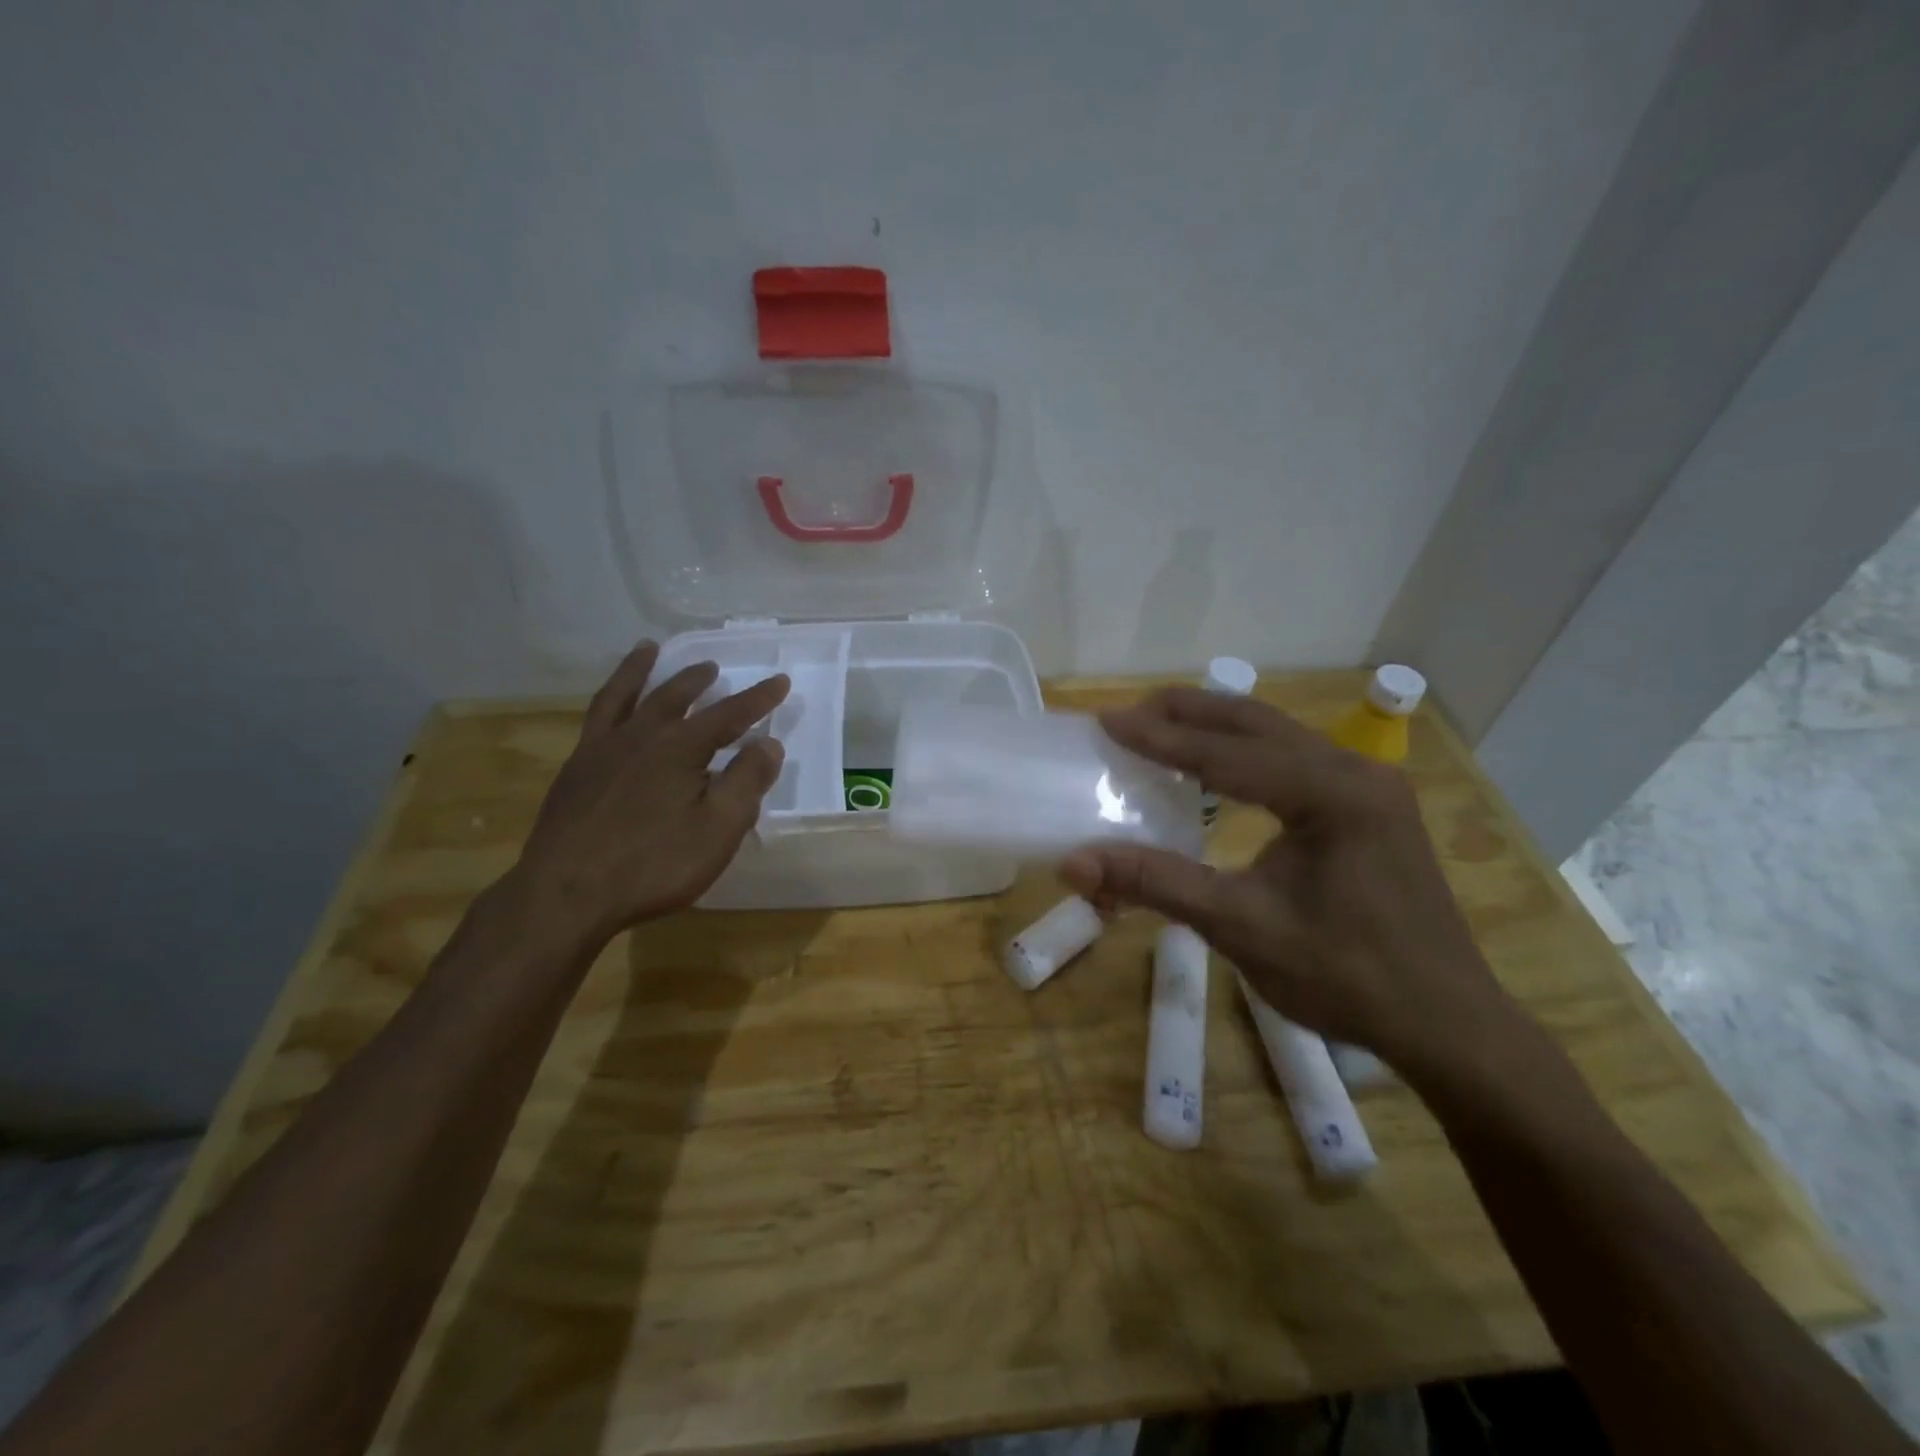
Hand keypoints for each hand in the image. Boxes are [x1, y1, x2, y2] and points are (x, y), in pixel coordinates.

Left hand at [510, 641, 789, 948]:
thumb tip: (768, 744)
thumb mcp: (718, 829)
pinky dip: (607, 700)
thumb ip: (747, 782)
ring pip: (624, 696)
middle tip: (712, 668)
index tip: (780, 681)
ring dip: (640, 670)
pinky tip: (611, 709)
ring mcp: (601, 750)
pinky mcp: (574, 770)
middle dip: (698, 681)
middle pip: (674, 697)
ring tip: (648, 649)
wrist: (565, 894)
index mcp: (680, 748)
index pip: (729, 715)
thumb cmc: (654, 864)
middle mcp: (640, 737)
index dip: (758, 699)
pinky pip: (594, 719)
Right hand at [1059, 687, 1518, 1074]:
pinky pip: (1296, 759)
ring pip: (1279, 736)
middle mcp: (1356, 771)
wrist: (1446, 1024)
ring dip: (1218, 727)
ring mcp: (1370, 786)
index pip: (1227, 753)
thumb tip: (1074, 863)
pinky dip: (1247, 751)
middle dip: (1188, 713)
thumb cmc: (1345, 977)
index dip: (1160, 737)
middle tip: (1129, 711)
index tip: (1106, 720)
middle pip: (1256, 724)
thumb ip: (1156, 884)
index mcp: (1332, 793)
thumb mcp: (1241, 928)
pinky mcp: (1371, 806)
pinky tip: (1220, 764)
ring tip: (1163, 724)